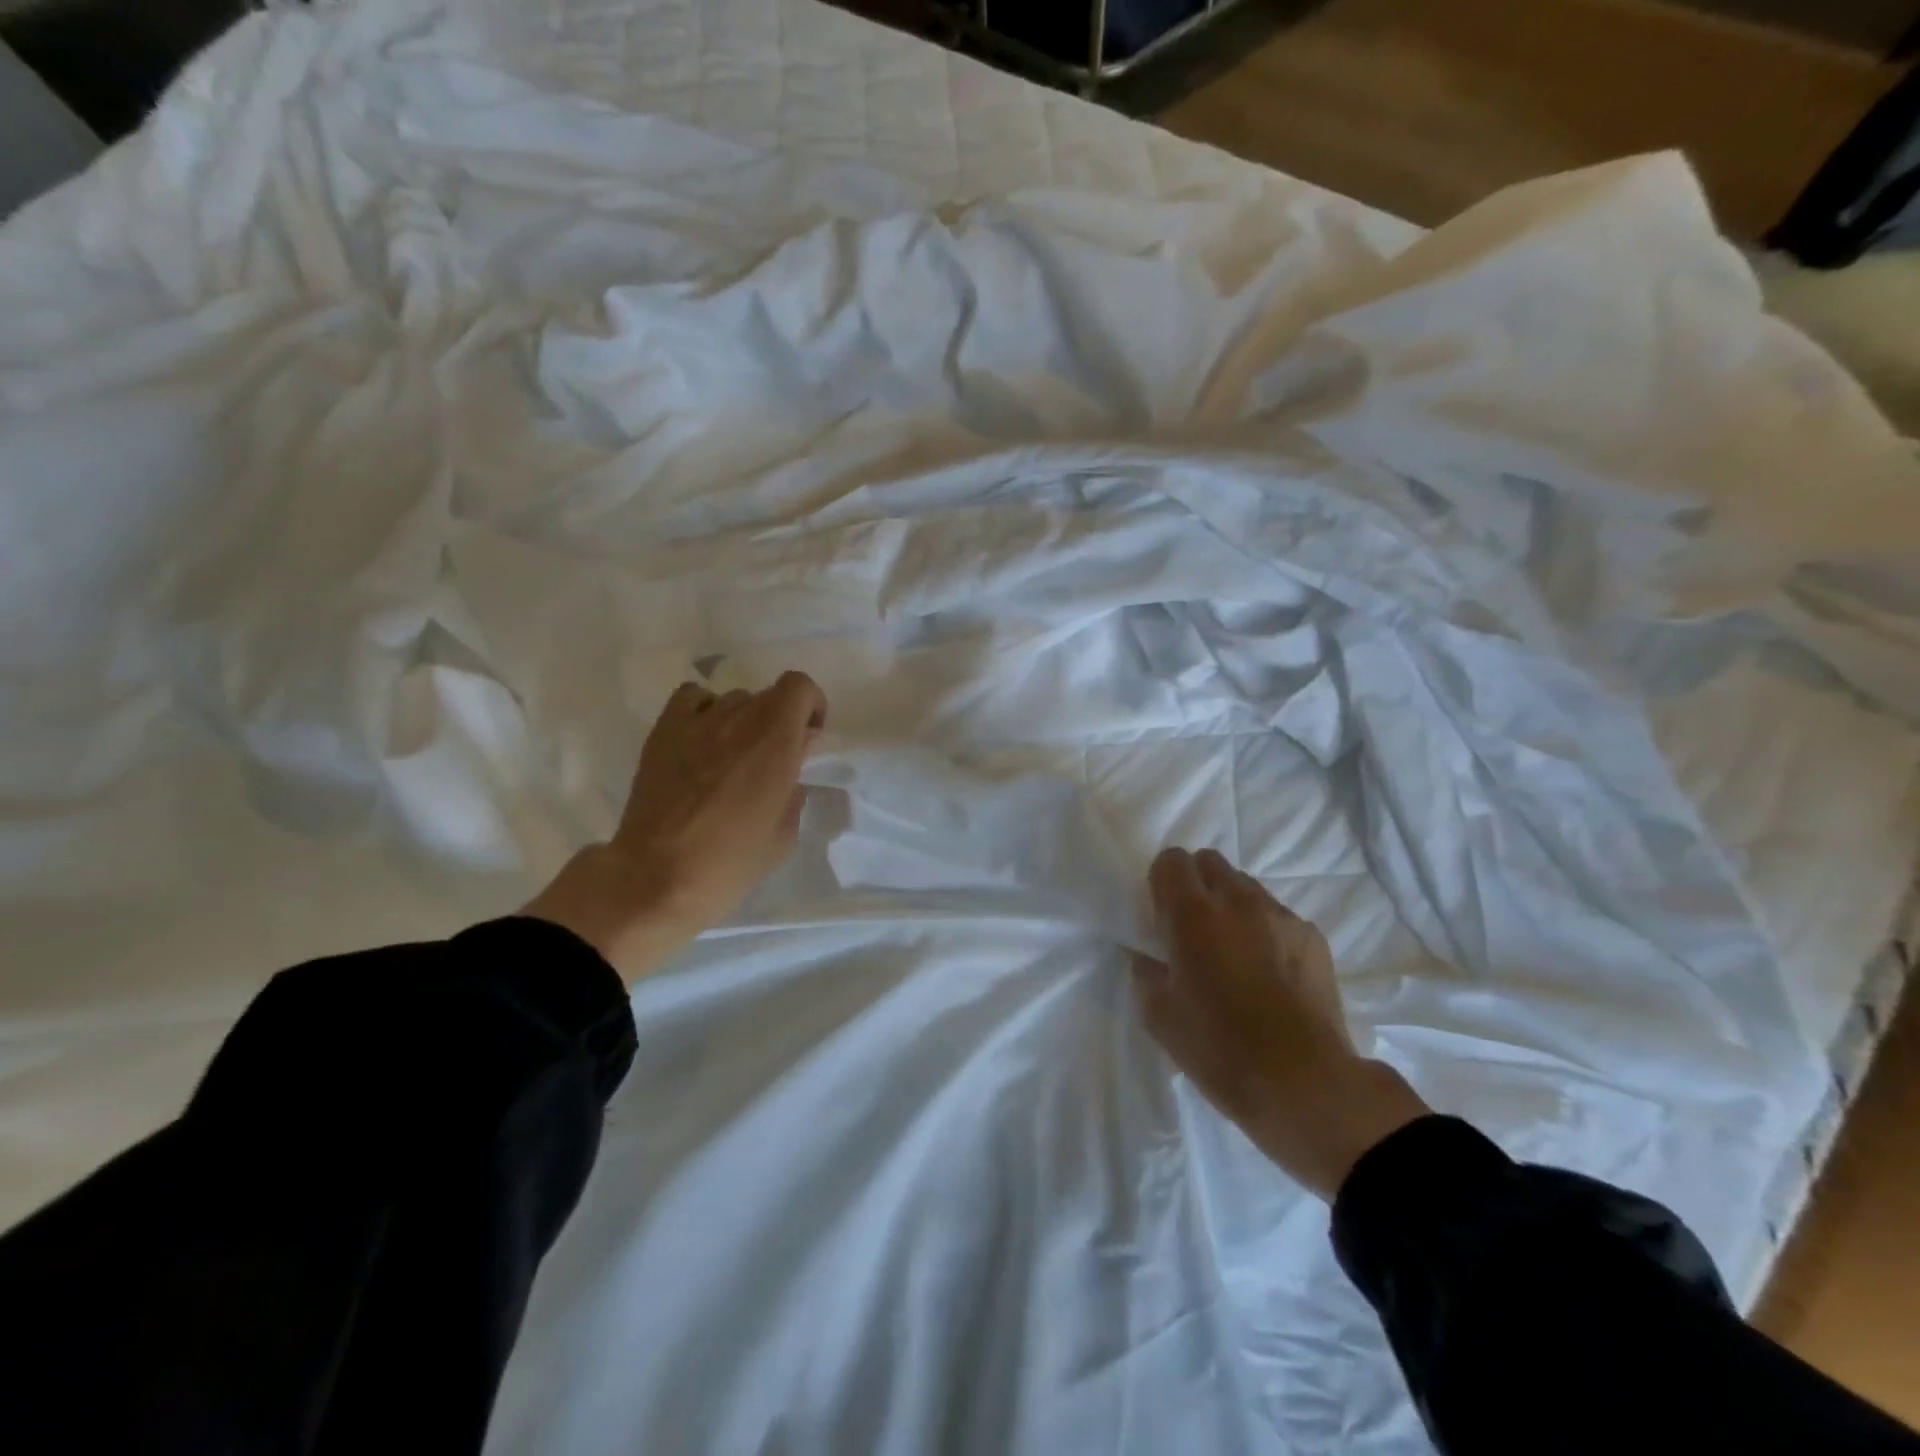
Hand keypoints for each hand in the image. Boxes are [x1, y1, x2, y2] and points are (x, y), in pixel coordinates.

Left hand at [524, 672, 827, 984]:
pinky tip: (703, 740)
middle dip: (780, 719)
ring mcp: (697, 722)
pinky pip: (692, 698)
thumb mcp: (784, 835)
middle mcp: (739, 719)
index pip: (800, 688)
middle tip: (773, 758)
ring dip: (744, 720)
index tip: (809, 739)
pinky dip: (705, 710)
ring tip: (733, 756)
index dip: (811, 707)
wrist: (657, 877)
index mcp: (776, 742)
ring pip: (733, 699)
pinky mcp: (664, 731)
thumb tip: (788, 776)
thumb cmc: (730, 862)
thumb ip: (793, 792)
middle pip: (769, 695)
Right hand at [1134, 847, 1429, 1198]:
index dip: (1161, 882)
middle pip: (1210, 862)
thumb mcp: (1160, 1018)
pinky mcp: (1313, 937)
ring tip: (1235, 953)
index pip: (1171, 860)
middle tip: (1194, 929)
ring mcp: (1281, 916)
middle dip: (1196, 884)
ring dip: (1231, 906)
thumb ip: (1147, 974)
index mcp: (1192, 915)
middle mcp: (1237, 901)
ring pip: (1246, 887)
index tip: (1161, 915)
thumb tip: (1149, 957)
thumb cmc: (1220, 1050)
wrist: (1305, 1084)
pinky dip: (1266, 931)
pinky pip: (1278, 916)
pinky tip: (1269, 974)